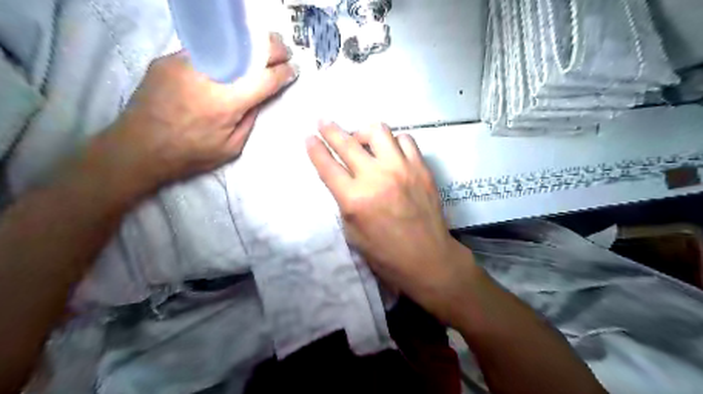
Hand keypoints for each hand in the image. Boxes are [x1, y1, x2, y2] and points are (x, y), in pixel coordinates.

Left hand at [89, 33, 296, 195]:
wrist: (138, 147)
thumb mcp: (232, 146)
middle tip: (283, 53)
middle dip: (273, 48)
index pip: (265, 79)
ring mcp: (186, 63)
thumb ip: (250, 118)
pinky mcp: (169, 59)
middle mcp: (208, 76)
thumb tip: (260, 96)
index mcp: (227, 102)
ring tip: (262, 51)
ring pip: (227, 44)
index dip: (284, 72)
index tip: (294, 70)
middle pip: (249, 50)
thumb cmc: (191, 154)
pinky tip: (231, 58)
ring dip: (250, 45)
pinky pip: (205, 50)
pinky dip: (224, 52)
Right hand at [308, 121, 477, 322]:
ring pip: (378, 131)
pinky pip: (405, 140)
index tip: (309, 137)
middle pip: (347, 142)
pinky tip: (390, 152)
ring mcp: (402, 169)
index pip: (327, 165)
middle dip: (330, 130)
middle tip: (323, 121)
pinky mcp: (421, 168)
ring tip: (361, 139)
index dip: (315, 148)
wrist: (427, 258)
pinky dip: (393, 142)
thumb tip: (342, 178)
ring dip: (364, 132)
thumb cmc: (385, 253)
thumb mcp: (352, 232)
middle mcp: (376, 177)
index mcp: (355, 199)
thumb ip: (344, 201)